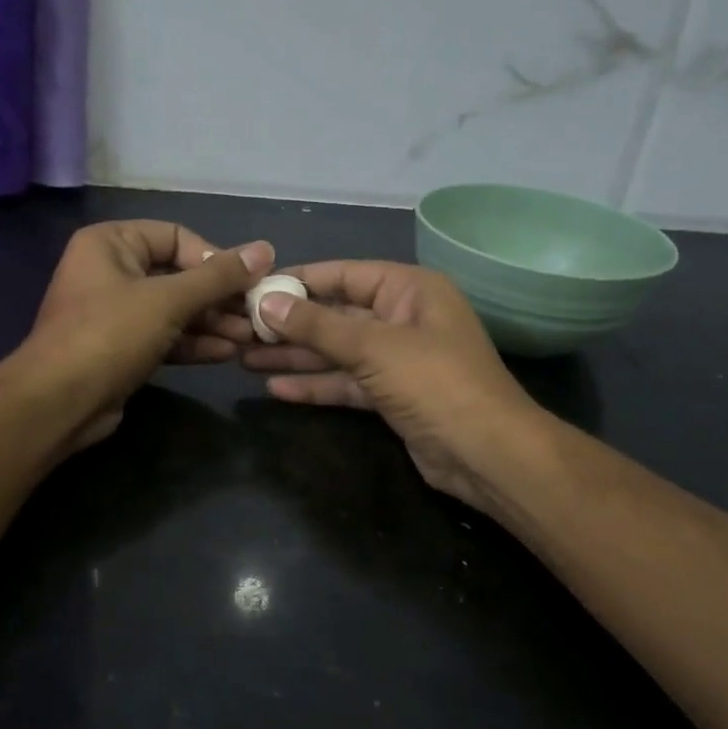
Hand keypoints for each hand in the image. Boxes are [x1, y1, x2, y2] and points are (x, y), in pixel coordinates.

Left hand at [19, 221, 274, 450]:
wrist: (59, 403)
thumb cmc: (110, 334)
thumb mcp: (168, 300)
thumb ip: (218, 276)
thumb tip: (265, 249)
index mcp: (111, 243)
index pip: (176, 236)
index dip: (214, 257)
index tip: (249, 280)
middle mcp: (111, 271)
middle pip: (178, 275)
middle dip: (219, 297)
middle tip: (257, 314)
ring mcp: (115, 313)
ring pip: (174, 310)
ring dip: (212, 322)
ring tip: (251, 337)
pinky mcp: (122, 348)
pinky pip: (165, 337)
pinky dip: (194, 343)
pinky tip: (227, 353)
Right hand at [242, 261, 545, 511]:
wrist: (486, 454)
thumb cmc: (435, 383)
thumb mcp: (374, 348)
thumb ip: (318, 326)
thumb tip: (266, 303)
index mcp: (410, 289)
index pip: (344, 274)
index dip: (298, 281)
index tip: (254, 289)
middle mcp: (403, 318)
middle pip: (337, 315)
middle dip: (291, 325)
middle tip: (241, 330)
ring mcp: (398, 359)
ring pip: (338, 352)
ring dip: (296, 357)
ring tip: (245, 358)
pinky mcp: (392, 396)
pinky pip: (347, 383)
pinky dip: (316, 385)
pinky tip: (276, 390)